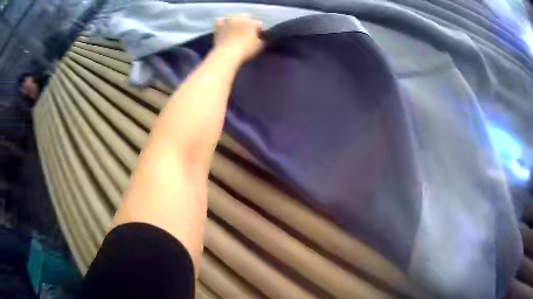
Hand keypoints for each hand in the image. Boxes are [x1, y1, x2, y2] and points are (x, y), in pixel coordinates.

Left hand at [214, 14, 263, 63]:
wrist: (226, 55)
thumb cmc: (245, 51)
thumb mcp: (260, 46)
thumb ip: (262, 39)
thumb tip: (260, 37)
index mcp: (252, 23)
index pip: (258, 24)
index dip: (258, 31)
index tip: (256, 37)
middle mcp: (240, 18)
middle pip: (246, 17)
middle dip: (247, 24)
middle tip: (245, 33)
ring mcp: (228, 20)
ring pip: (233, 17)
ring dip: (235, 22)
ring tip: (234, 31)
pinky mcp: (218, 25)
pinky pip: (220, 21)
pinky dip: (222, 24)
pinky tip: (223, 29)